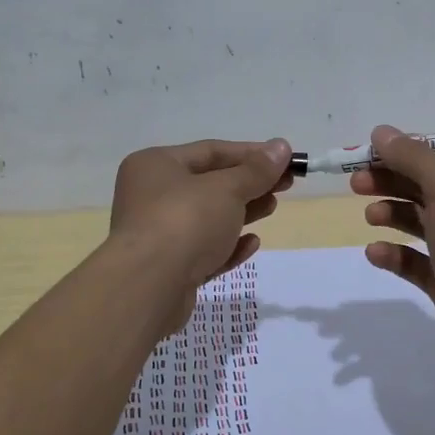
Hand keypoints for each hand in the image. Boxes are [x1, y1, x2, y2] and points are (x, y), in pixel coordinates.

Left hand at [109, 138, 293, 334]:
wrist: (148, 287)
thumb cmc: (185, 221)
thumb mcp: (227, 189)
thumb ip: (256, 170)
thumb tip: (282, 146)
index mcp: (156, 165)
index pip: (211, 151)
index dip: (251, 153)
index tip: (286, 159)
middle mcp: (151, 195)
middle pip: (209, 184)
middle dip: (249, 184)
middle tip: (285, 185)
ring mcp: (158, 234)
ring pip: (207, 218)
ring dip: (242, 212)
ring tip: (271, 207)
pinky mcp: (168, 269)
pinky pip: (203, 250)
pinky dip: (227, 245)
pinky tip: (251, 244)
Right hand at [351, 125, 434, 376]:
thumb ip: (413, 157)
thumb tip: (382, 131)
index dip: (407, 149)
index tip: (371, 152)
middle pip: (427, 185)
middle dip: (391, 180)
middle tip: (355, 182)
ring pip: (420, 221)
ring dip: (392, 213)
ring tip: (369, 216)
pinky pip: (416, 260)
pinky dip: (395, 253)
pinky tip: (375, 253)